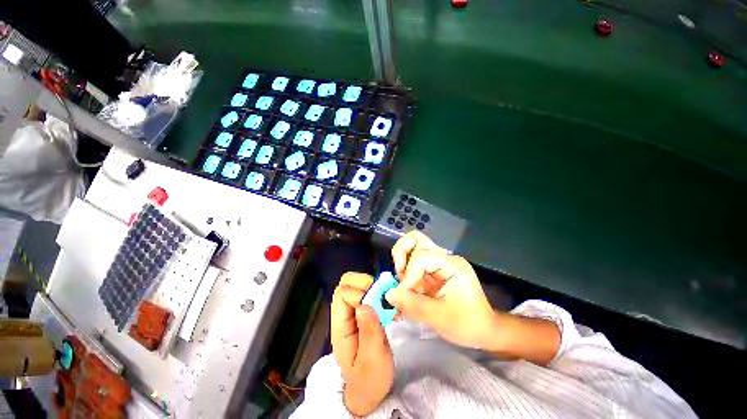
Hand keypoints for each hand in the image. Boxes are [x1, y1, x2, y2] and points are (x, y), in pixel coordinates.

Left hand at [331, 273, 393, 415]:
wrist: (369, 390)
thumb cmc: (368, 380)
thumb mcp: (371, 361)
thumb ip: (369, 333)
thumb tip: (365, 305)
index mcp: (340, 326)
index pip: (342, 295)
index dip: (359, 294)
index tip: (378, 304)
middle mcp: (345, 314)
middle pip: (347, 283)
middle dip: (366, 283)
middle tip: (384, 296)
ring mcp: (355, 311)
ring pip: (359, 284)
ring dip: (376, 287)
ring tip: (390, 302)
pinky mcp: (366, 312)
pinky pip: (370, 293)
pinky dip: (381, 293)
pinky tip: (392, 307)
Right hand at [387, 232, 496, 348]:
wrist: (483, 330)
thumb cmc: (467, 324)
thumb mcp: (440, 318)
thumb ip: (412, 304)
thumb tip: (388, 294)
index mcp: (451, 264)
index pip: (420, 257)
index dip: (408, 275)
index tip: (403, 295)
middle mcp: (444, 258)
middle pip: (415, 239)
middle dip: (401, 255)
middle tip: (399, 275)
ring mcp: (438, 262)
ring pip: (412, 248)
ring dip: (402, 264)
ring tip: (403, 285)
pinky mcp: (432, 270)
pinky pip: (412, 264)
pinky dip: (405, 275)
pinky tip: (405, 292)